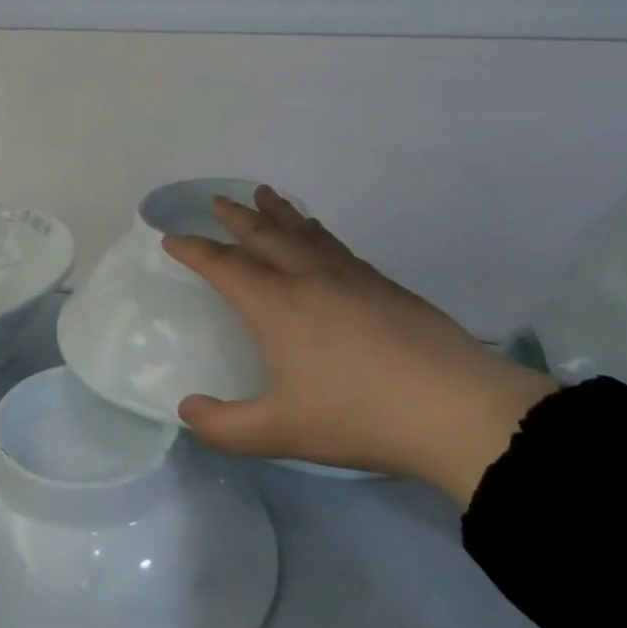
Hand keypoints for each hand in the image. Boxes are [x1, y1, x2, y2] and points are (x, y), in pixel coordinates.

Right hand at [164, 187, 553, 506]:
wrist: (454, 408)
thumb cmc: (358, 416)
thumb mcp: (280, 433)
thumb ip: (225, 427)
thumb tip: (187, 409)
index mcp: (277, 305)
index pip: (225, 266)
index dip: (194, 251)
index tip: (172, 237)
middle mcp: (309, 279)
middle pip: (265, 236)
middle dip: (236, 217)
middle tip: (218, 199)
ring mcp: (351, 277)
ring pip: (304, 232)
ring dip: (279, 212)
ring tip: (265, 195)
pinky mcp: (384, 285)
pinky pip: (336, 245)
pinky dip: (316, 231)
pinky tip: (320, 235)